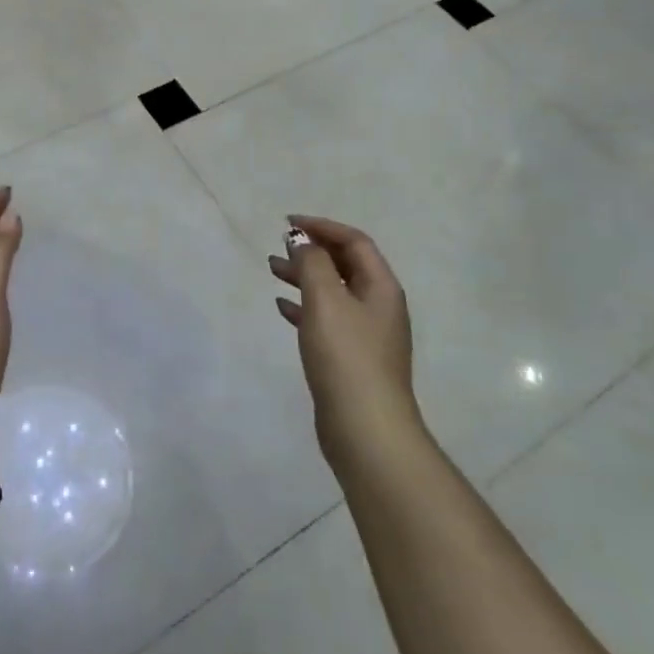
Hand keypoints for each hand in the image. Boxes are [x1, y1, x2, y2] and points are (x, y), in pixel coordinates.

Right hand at [270, 214, 420, 470]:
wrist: (366, 430)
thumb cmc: (346, 356)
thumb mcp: (325, 300)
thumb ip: (312, 263)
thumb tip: (303, 240)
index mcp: (381, 287)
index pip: (354, 241)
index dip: (322, 226)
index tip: (288, 223)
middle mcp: (378, 306)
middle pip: (345, 264)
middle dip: (313, 250)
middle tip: (280, 245)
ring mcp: (366, 334)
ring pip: (332, 291)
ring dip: (304, 276)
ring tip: (272, 269)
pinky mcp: (351, 358)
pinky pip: (326, 319)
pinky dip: (304, 307)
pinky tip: (281, 308)